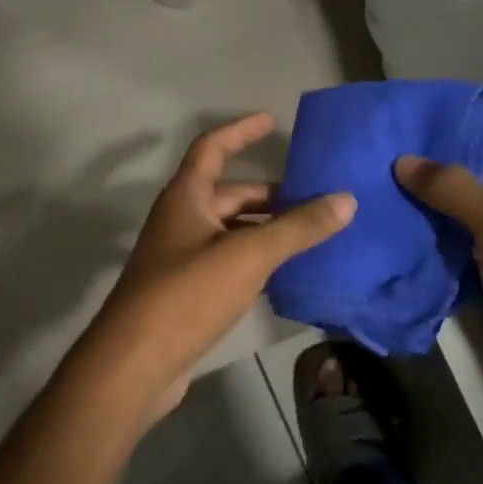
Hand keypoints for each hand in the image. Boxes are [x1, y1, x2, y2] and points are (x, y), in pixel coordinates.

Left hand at [69, 113, 355, 423]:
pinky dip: (257, 261)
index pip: (212, 147)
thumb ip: (298, 228)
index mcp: (186, 197)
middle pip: (230, 194)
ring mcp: (182, 257)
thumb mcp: (248, 255)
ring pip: (232, 231)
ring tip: (314, 235)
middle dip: (272, 196)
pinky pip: (229, 262)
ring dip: (268, 230)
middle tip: (317, 200)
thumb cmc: (187, 294)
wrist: (136, 363)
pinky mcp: (188, 292)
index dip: (241, 131)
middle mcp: (182, 220)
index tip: (272, 120)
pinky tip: (288, 273)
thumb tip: (346, 199)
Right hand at [396, 131, 482, 432]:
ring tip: (379, 185)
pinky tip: (392, 229)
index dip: (469, 127)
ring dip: (429, 206)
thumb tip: (404, 160)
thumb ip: (456, 188)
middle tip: (386, 152)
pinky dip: (429, 242)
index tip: (416, 121)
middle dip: (440, 168)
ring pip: (466, 217)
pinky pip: (457, 252)